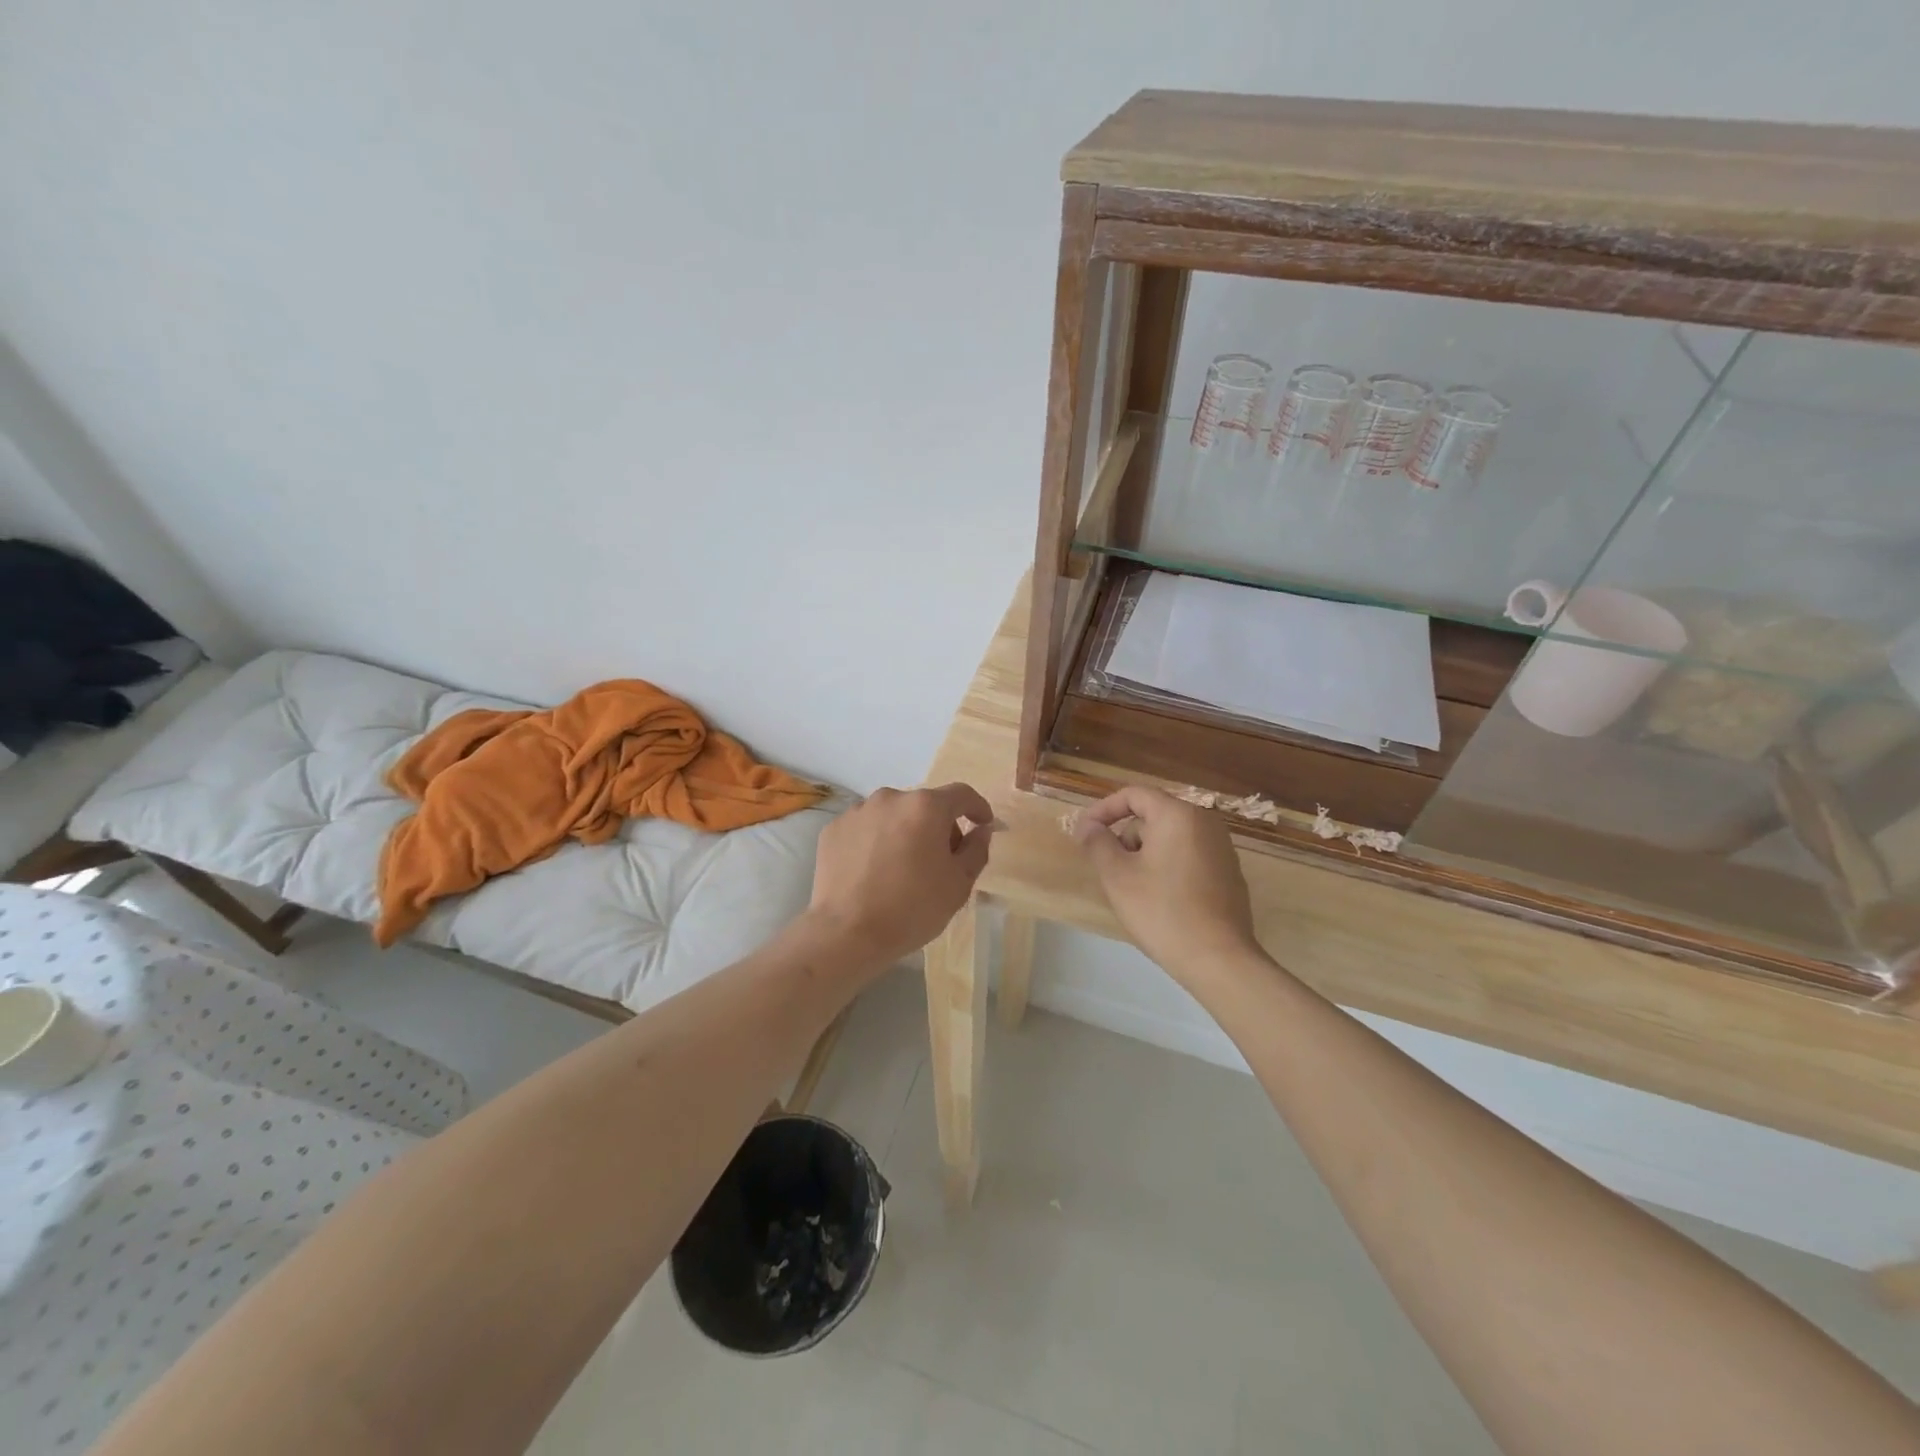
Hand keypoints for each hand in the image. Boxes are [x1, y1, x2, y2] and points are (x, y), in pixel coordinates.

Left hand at [806, 783, 994, 968]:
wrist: (846, 932)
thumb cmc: (912, 908)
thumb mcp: (959, 884)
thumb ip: (976, 849)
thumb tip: (980, 829)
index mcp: (926, 807)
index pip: (961, 794)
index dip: (977, 807)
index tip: (982, 824)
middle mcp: (890, 798)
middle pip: (924, 805)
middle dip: (938, 826)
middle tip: (941, 860)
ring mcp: (857, 812)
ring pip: (893, 816)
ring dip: (904, 832)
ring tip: (902, 868)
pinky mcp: (833, 830)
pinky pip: (865, 829)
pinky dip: (875, 842)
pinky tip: (873, 872)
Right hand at [1076, 786, 1260, 985]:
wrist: (1218, 959)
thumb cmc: (1162, 911)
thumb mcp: (1117, 876)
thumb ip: (1097, 842)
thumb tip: (1087, 825)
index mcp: (1178, 815)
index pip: (1134, 794)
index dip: (1103, 810)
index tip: (1084, 834)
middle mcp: (1205, 822)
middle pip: (1153, 815)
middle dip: (1126, 837)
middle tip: (1110, 870)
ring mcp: (1222, 848)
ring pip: (1170, 837)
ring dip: (1145, 854)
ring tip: (1134, 890)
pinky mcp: (1229, 873)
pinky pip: (1188, 856)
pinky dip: (1168, 866)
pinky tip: (1161, 900)